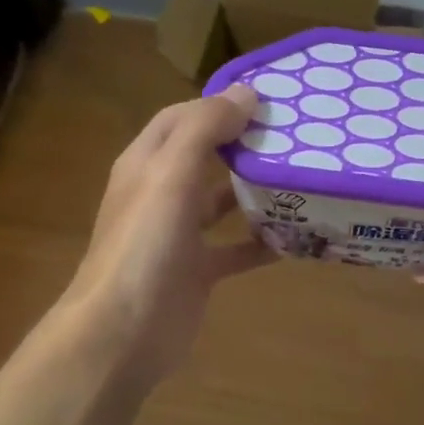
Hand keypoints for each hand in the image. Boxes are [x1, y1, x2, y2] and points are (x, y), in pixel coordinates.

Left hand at [63, 84, 273, 382]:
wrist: (123, 332)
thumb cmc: (144, 244)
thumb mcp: (170, 174)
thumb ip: (204, 129)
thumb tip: (246, 92)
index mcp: (146, 163)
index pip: (182, 118)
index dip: (218, 104)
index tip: (268, 99)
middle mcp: (160, 194)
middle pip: (204, 157)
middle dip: (243, 144)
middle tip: (294, 135)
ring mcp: (178, 235)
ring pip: (221, 202)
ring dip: (254, 191)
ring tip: (300, 177)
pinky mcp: (197, 271)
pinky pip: (235, 249)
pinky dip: (261, 242)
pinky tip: (296, 236)